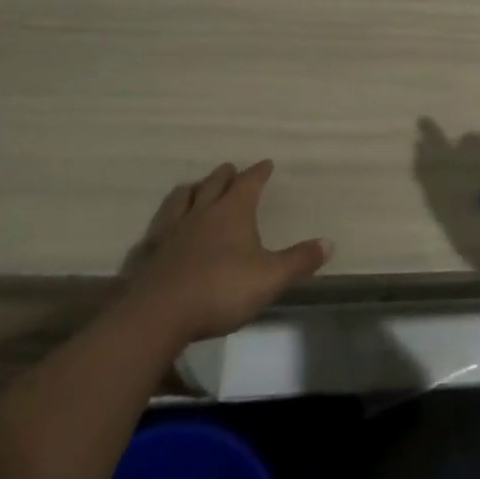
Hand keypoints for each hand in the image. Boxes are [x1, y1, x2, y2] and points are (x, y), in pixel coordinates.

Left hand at [122, 160, 332, 343]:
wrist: (159, 314)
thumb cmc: (221, 289)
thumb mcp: (269, 277)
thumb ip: (299, 260)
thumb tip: (329, 243)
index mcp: (233, 210)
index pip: (250, 181)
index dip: (259, 171)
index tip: (267, 164)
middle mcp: (203, 211)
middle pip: (215, 182)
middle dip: (226, 174)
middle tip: (232, 171)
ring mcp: (173, 230)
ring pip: (183, 197)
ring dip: (193, 189)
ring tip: (197, 189)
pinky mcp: (150, 252)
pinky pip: (158, 227)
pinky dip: (166, 221)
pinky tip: (165, 229)